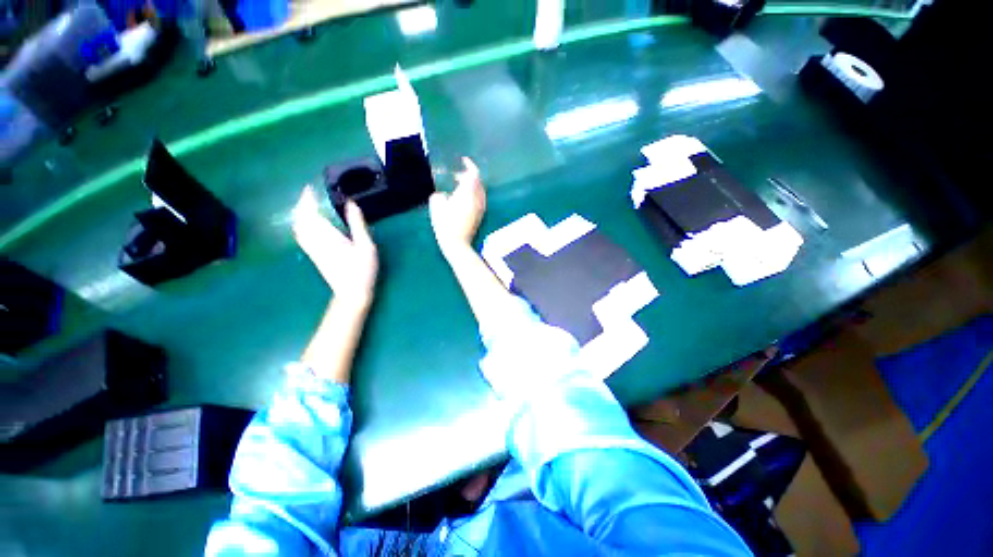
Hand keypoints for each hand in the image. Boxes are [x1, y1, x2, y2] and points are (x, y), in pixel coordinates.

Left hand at [292, 186, 377, 304]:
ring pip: (298, 227)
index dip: (308, 200)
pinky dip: (300, 225)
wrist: (351, 292)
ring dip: (299, 214)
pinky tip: (305, 224)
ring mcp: (312, 249)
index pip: (311, 213)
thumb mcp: (366, 246)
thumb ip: (358, 224)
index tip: (309, 188)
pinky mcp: (313, 255)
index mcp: (328, 236)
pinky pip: (300, 236)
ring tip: (306, 205)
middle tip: (308, 194)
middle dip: (302, 205)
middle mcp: (315, 241)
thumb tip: (351, 203)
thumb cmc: (362, 269)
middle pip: (301, 219)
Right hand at [429, 157, 485, 255]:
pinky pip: (479, 199)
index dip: (470, 165)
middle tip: (456, 177)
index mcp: (468, 193)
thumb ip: (439, 196)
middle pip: (478, 182)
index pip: (474, 174)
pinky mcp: (480, 215)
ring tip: (458, 189)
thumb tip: (443, 195)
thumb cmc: (446, 224)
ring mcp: (481, 208)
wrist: (457, 244)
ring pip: (479, 191)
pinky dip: (473, 194)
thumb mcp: (436, 206)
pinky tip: (462, 200)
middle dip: (468, 176)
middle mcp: (478, 198)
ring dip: (471, 186)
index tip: (464, 160)